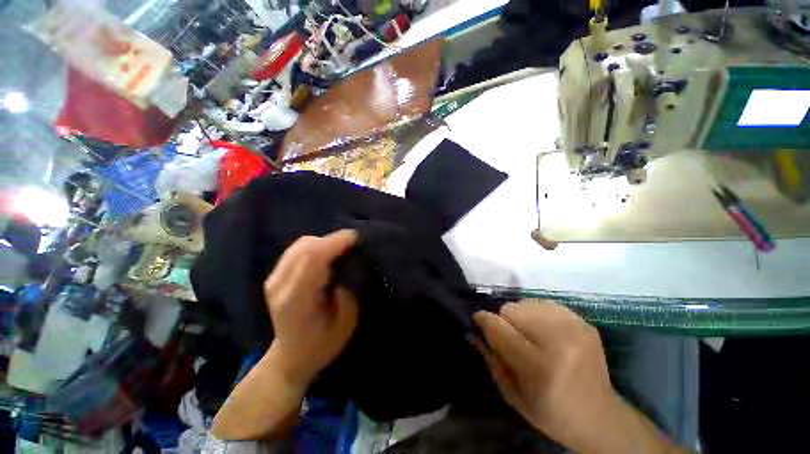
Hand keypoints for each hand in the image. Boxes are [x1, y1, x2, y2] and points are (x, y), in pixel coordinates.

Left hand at [263, 230, 359, 386]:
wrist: (290, 358)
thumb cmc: (321, 345)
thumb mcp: (344, 325)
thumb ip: (346, 295)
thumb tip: (344, 270)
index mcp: (297, 300)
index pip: (312, 259)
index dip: (334, 243)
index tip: (355, 238)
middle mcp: (280, 286)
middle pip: (305, 247)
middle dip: (332, 239)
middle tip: (353, 241)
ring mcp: (274, 280)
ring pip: (300, 245)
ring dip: (324, 241)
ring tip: (341, 247)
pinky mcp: (275, 276)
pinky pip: (296, 250)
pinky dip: (315, 245)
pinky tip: (326, 252)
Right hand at [473, 301, 615, 445]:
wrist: (600, 417)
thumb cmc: (550, 412)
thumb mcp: (512, 393)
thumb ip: (491, 358)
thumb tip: (474, 329)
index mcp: (538, 366)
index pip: (498, 327)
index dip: (483, 321)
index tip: (478, 321)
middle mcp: (557, 340)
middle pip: (510, 309)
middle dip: (505, 322)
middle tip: (514, 340)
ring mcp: (574, 327)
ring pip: (525, 302)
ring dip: (521, 316)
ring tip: (531, 336)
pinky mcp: (583, 321)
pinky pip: (544, 303)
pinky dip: (538, 314)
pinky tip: (547, 332)